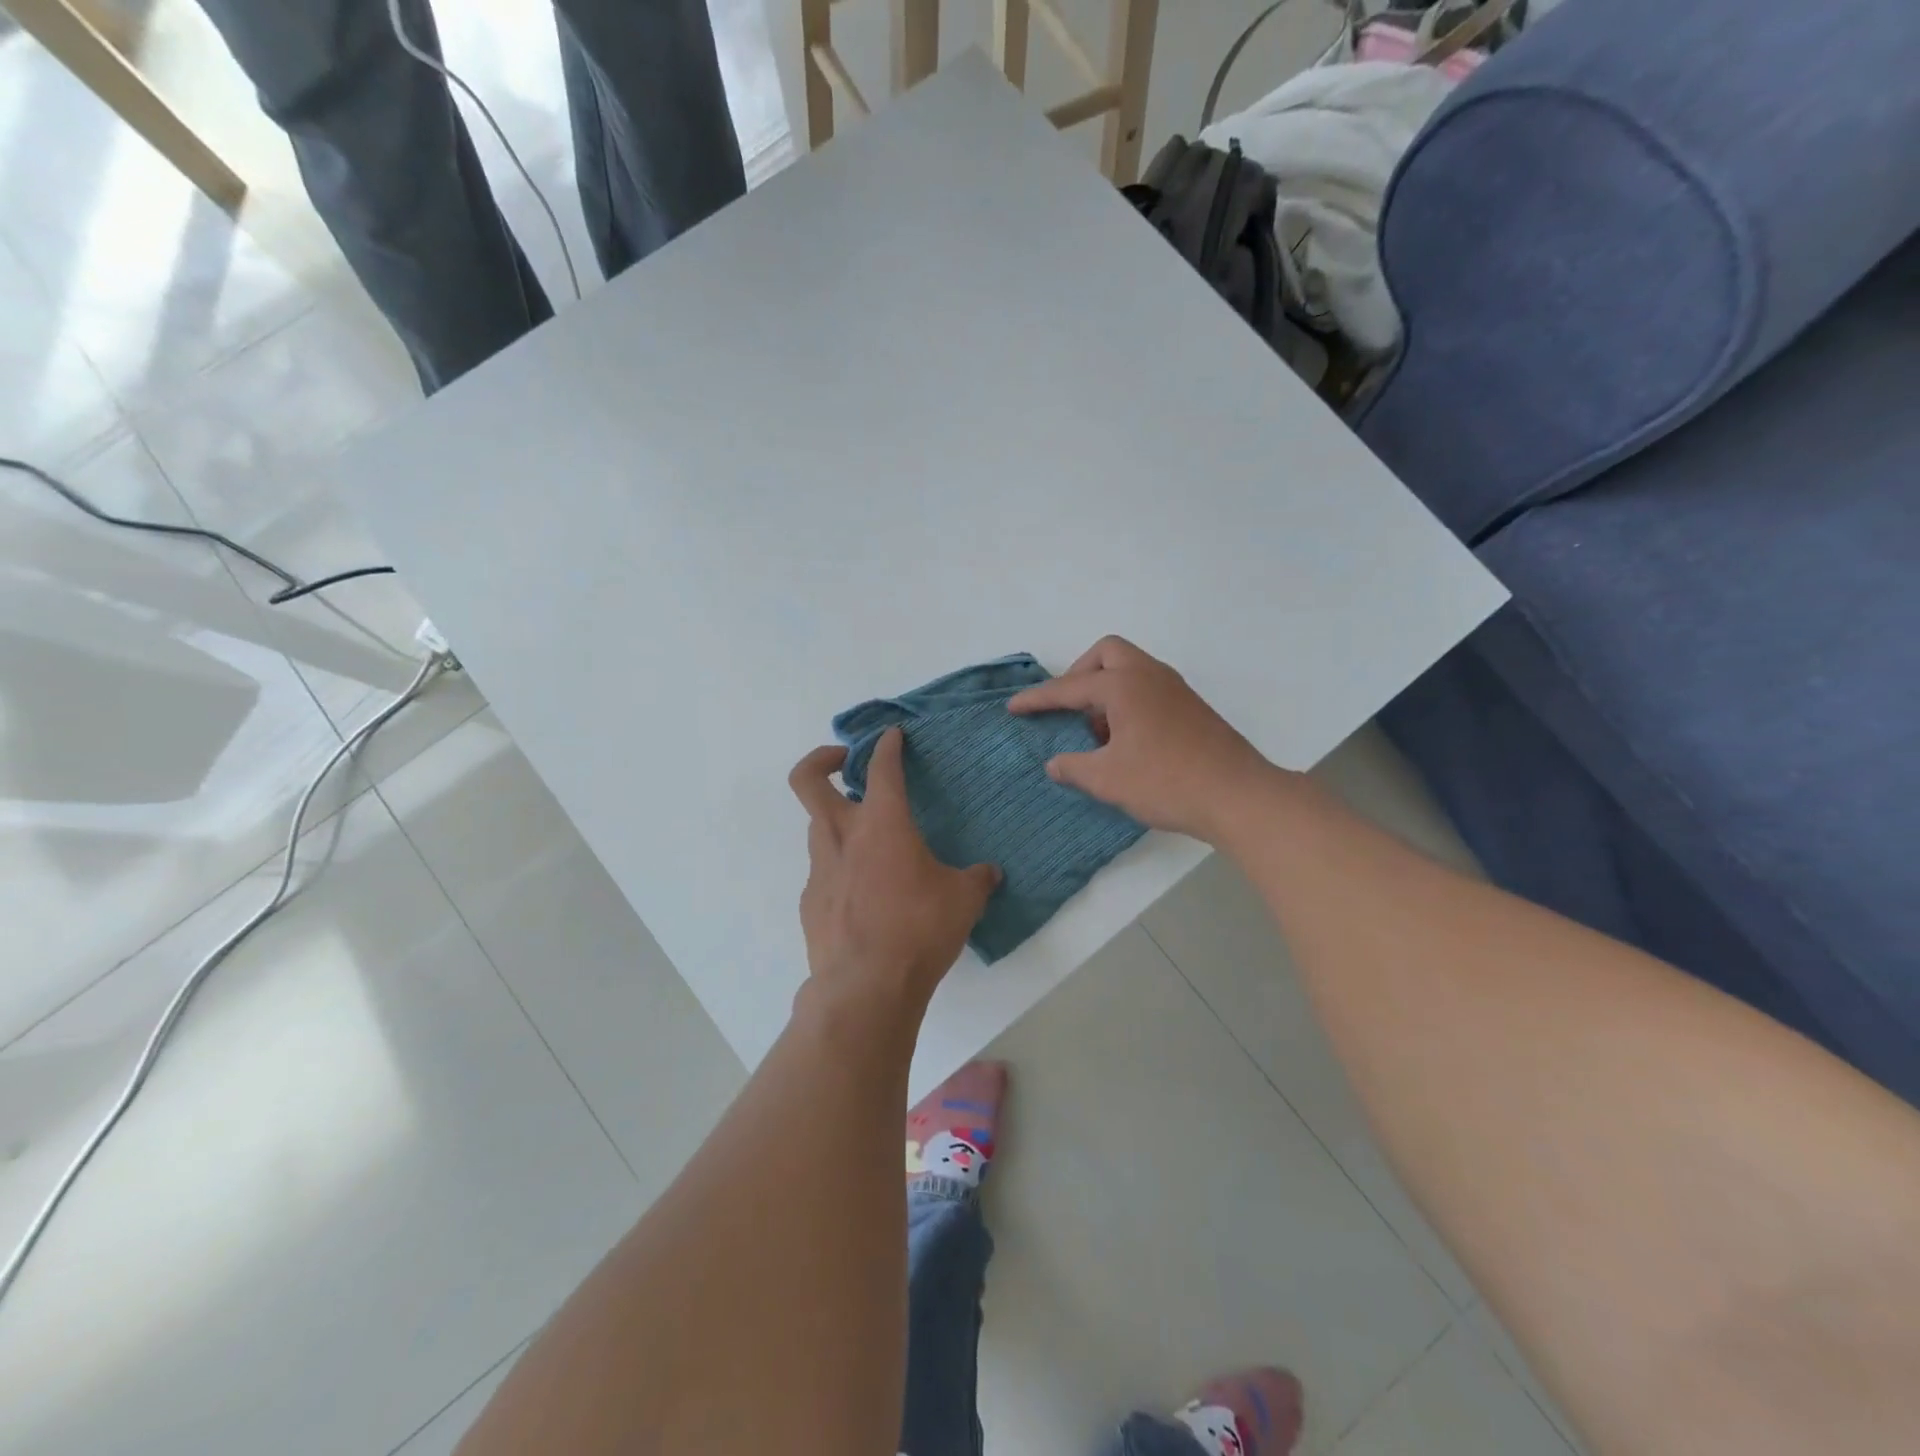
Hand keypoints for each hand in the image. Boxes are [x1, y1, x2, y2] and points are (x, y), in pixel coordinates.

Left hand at [789, 729, 999, 1016]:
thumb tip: (989, 873)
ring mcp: (820, 869)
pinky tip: (864, 895)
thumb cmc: (918, 929)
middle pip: (809, 780)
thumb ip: (977, 879)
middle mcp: (842, 836)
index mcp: (882, 824)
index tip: (892, 736)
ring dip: (837, 820)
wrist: (865, 987)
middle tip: (845, 761)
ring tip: (869, 840)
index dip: (887, 745)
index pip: (882, 768)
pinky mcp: (811, 901)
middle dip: (822, 759)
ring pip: (816, 826)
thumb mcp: (963, 900)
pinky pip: (823, 870)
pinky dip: (840, 868)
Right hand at [1008, 636, 1277, 842]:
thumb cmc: (1166, 782)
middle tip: (1068, 708)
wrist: (1237, 795)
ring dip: (1106, 690)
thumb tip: (1055, 763)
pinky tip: (1125, 741)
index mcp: (1124, 686)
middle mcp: (1149, 676)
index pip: (1069, 687)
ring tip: (1096, 733)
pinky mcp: (1191, 707)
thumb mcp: (1108, 779)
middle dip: (1079, 674)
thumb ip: (1074, 767)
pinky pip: (1148, 688)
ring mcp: (1175, 689)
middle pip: (1106, 654)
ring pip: (1131, 669)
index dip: (1038, 699)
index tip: (1014, 708)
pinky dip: (1128, 702)